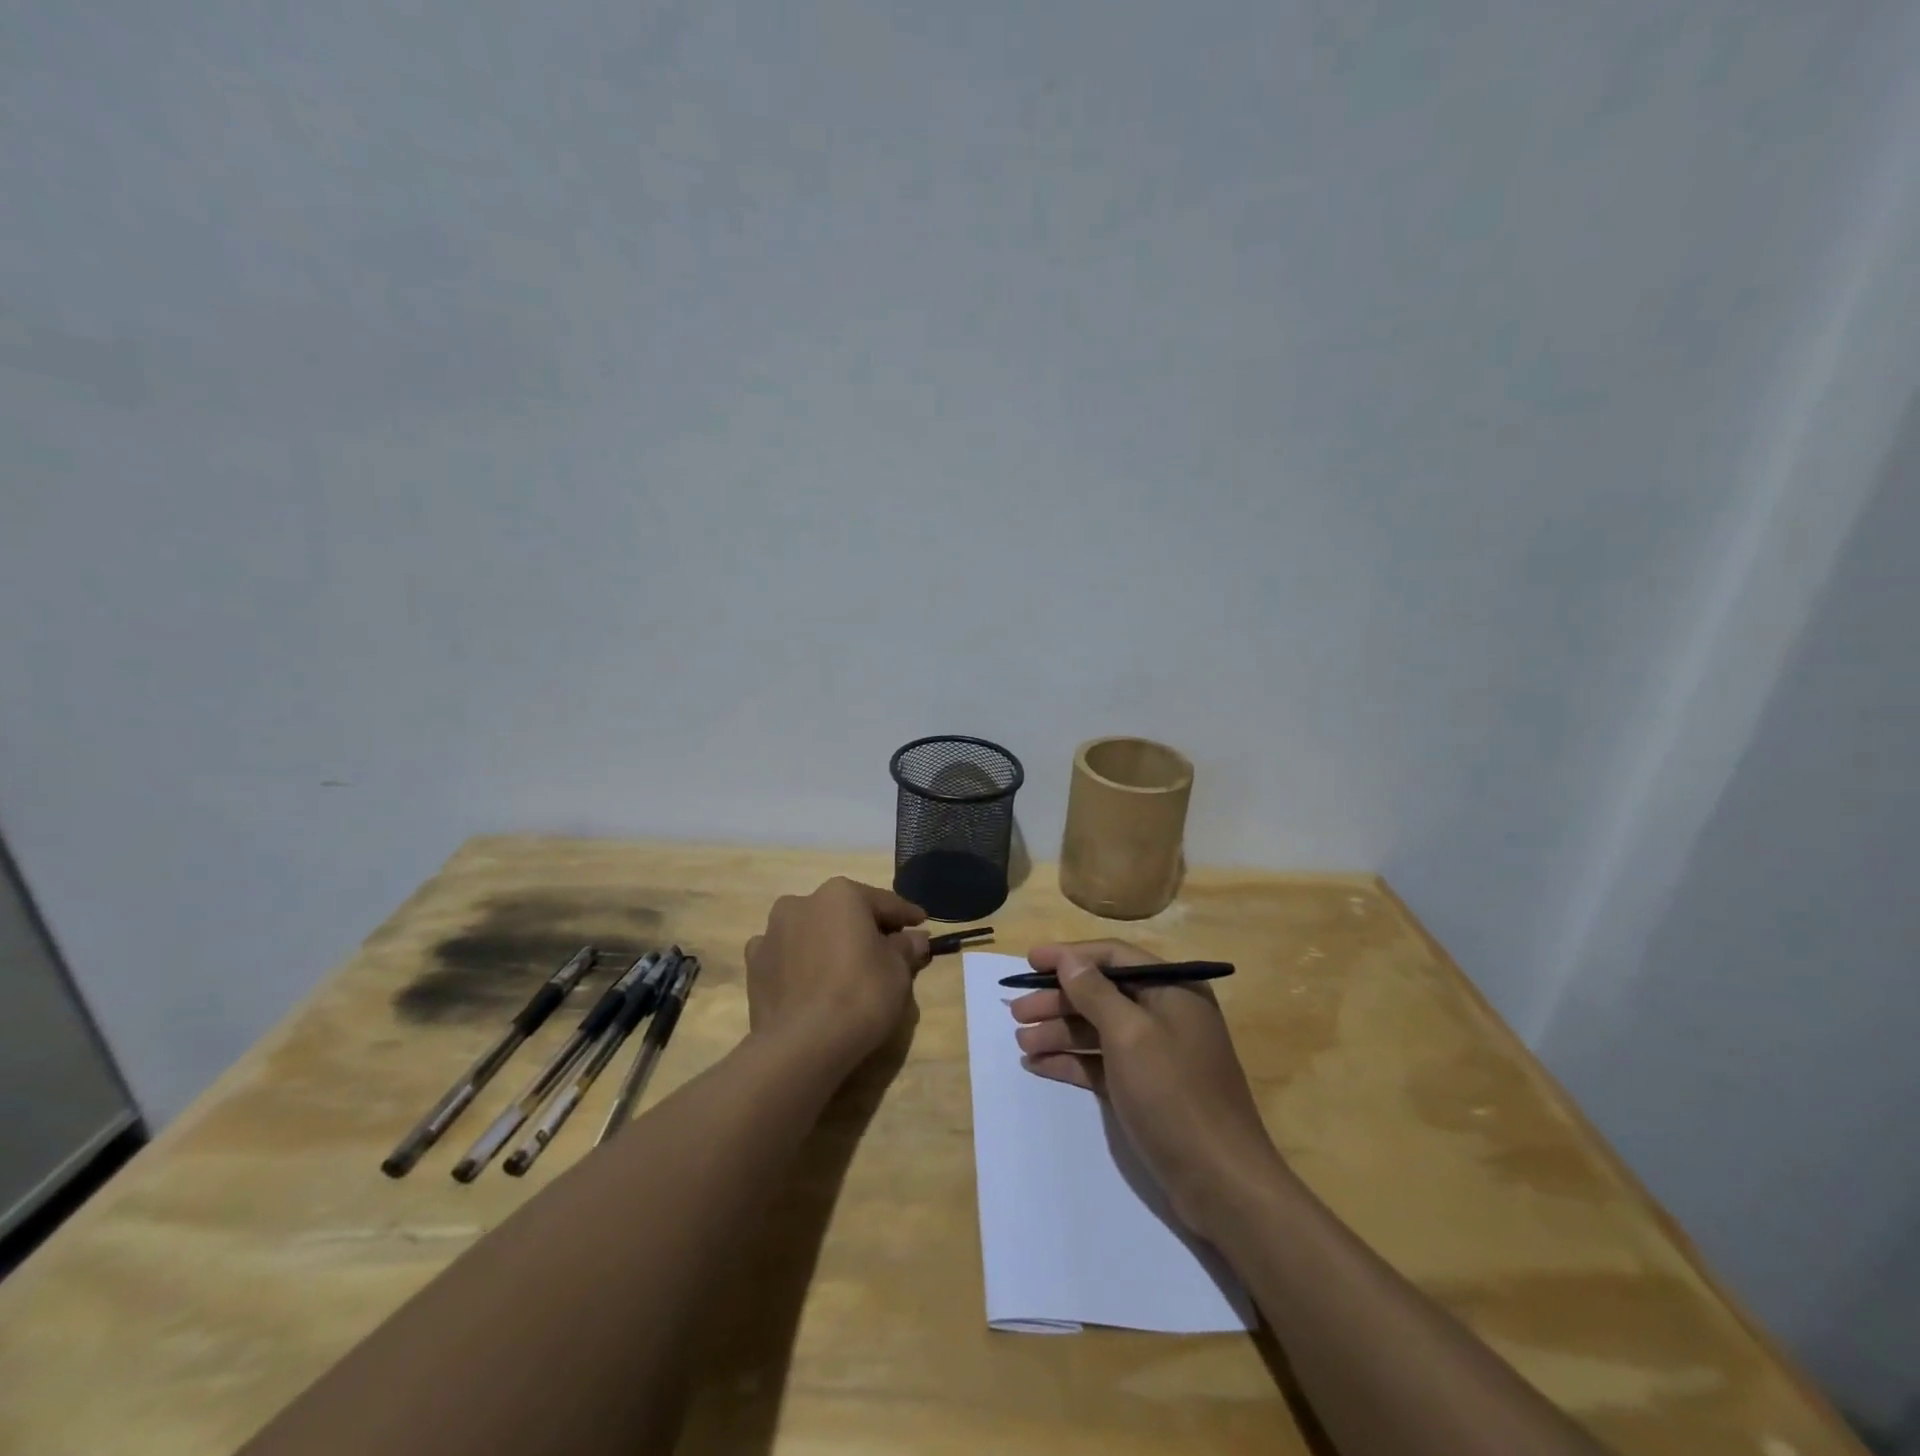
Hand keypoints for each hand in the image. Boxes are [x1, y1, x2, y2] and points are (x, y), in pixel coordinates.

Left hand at [743, 878, 931, 1077]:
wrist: (803, 1044)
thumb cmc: (860, 995)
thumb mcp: (898, 971)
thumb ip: (906, 947)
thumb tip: (915, 938)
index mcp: (841, 894)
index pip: (884, 902)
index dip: (906, 915)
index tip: (922, 924)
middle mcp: (802, 902)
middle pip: (844, 913)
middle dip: (864, 928)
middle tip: (885, 949)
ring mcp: (772, 932)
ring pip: (811, 930)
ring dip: (828, 941)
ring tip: (844, 968)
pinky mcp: (754, 964)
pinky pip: (786, 955)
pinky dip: (800, 962)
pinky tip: (810, 981)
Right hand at [1010, 940, 1285, 1238]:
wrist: (1221, 1184)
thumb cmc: (1175, 1095)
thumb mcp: (1130, 1035)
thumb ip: (1095, 992)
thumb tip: (1068, 960)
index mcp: (1172, 990)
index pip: (1114, 956)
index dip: (1070, 956)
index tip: (1031, 961)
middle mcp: (1165, 1014)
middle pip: (1102, 993)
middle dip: (1058, 999)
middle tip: (1017, 1011)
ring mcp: (1156, 1053)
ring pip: (1098, 1029)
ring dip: (1059, 1031)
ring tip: (1021, 1041)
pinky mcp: (1145, 1088)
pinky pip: (1102, 1062)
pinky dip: (1072, 1060)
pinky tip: (1038, 1065)